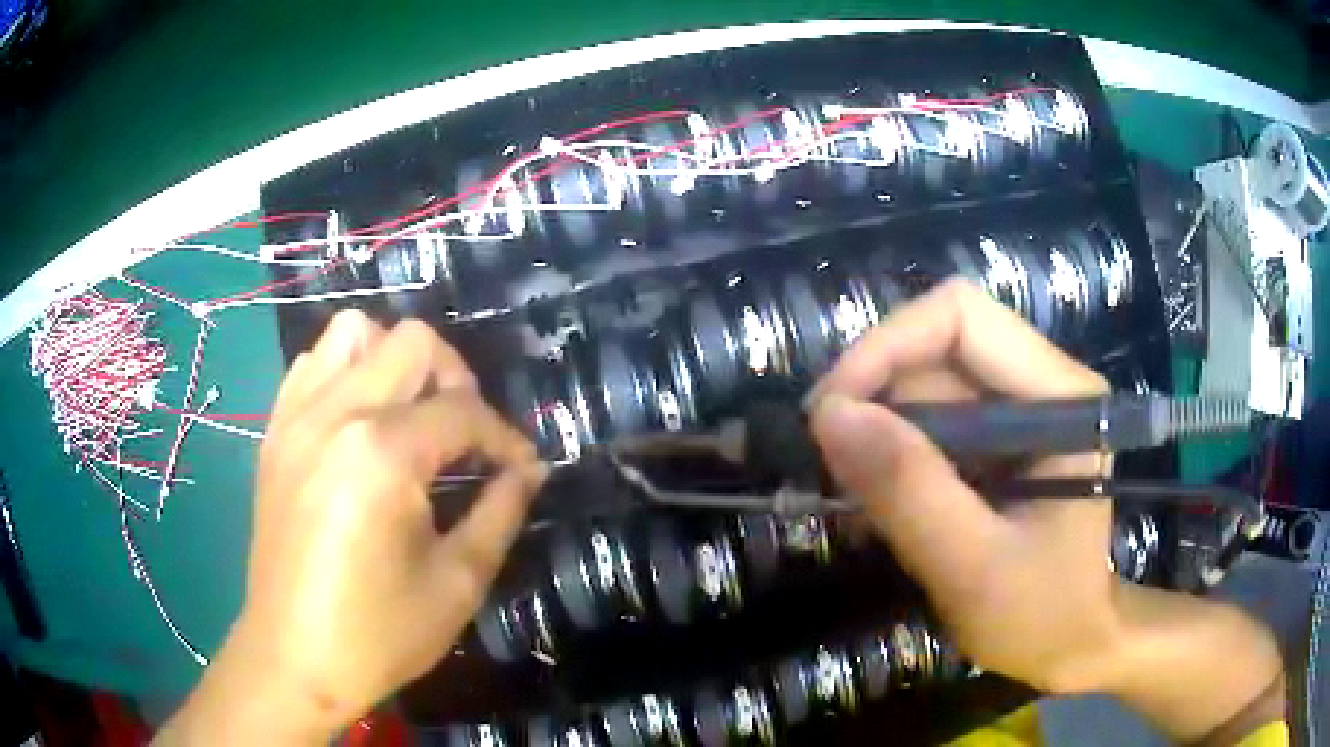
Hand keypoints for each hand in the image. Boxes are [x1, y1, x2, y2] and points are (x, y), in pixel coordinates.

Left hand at [158, 311, 545, 743]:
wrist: (293, 658)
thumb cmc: (378, 633)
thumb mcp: (457, 584)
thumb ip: (500, 513)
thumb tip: (529, 471)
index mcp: (383, 454)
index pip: (463, 411)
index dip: (505, 437)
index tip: (521, 467)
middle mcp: (335, 414)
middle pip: (412, 342)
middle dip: (454, 378)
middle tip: (466, 433)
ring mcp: (297, 418)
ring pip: (353, 332)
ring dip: (394, 361)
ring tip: (410, 415)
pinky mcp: (275, 433)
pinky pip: (312, 364)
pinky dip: (346, 372)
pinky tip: (359, 423)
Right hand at [807, 279, 1116, 693]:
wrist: (1070, 647)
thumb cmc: (1041, 616)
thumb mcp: (973, 568)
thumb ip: (909, 491)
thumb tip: (828, 415)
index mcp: (1061, 396)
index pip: (961, 317)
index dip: (885, 347)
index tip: (829, 414)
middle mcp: (1042, 383)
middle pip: (937, 348)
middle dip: (874, 399)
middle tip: (832, 470)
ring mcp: (1021, 411)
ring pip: (925, 386)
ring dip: (879, 434)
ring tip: (856, 500)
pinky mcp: (1000, 440)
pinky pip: (930, 422)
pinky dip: (893, 457)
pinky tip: (879, 506)